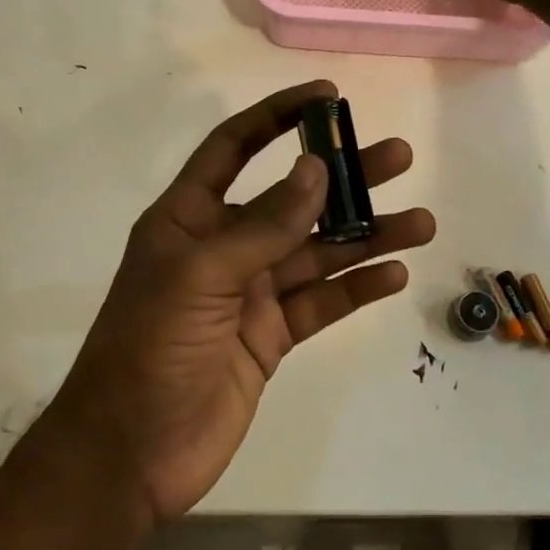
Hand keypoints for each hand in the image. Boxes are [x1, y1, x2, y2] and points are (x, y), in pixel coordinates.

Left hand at [47, 80, 435, 523]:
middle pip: (293, 199)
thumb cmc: (150, 349)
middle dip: (344, 178)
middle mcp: (223, 246)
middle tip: (399, 158)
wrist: (130, 453)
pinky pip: (321, 302)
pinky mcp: (271, 336)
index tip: (327, 96)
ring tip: (419, 223)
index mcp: (190, 217)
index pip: (235, 148)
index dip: (278, 116)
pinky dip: (356, 288)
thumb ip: (263, 225)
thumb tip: (317, 168)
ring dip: (366, 236)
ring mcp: (250, 293)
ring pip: (318, 253)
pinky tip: (393, 275)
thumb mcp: (202, 276)